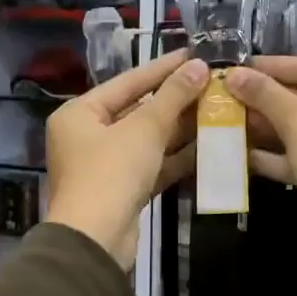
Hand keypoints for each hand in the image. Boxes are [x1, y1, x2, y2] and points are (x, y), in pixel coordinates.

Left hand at [45, 50, 208, 262]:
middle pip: (137, 111)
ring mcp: (104, 166)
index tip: (195, 55)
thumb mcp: (144, 129)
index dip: (163, 68)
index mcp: (80, 113)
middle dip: (175, 101)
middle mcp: (87, 136)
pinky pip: (151, 165)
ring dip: (180, 129)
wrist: (95, 240)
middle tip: (213, 84)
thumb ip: (173, 97)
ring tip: (217, 111)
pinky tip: (208, 147)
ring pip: (147, 140)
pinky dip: (175, 158)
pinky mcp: (122, 191)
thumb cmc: (111, 173)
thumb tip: (199, 66)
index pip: (128, 82)